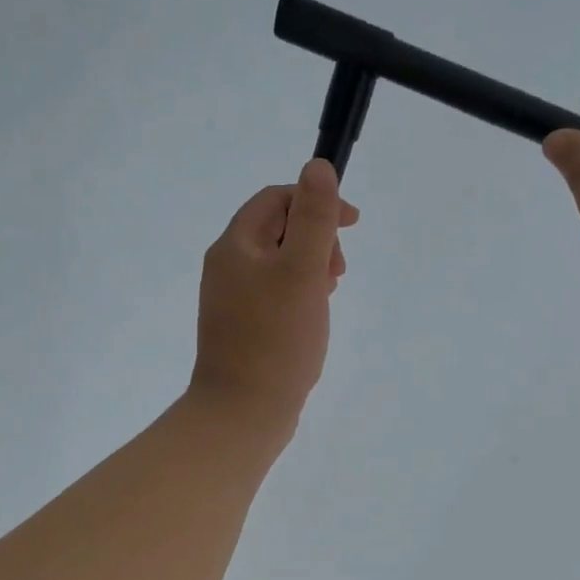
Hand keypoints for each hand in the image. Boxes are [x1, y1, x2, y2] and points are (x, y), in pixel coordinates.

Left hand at [190, 158, 358, 436]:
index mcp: (235, 246)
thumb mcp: (302, 270)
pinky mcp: (242, 329)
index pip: (275, 199)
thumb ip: (313, 218)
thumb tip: (317, 168)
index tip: (352, 223)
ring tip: (328, 294)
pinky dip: (299, 295)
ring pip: (278, 265)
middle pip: (276, 230)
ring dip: (310, 268)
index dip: (316, 201)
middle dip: (315, 238)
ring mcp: (231, 301)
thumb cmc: (276, 339)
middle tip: (337, 271)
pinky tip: (313, 318)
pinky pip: (274, 296)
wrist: (243, 412)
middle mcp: (227, 268)